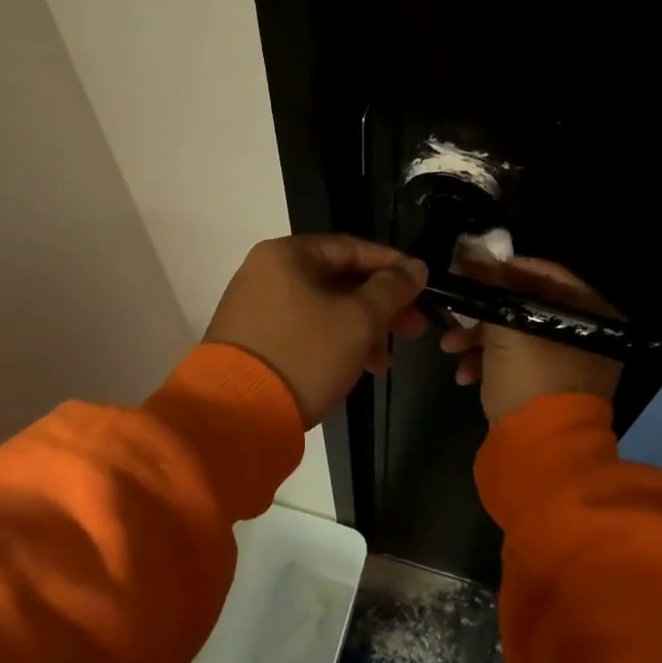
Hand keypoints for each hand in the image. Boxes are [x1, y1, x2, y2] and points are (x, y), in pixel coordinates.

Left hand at [205, 235, 427, 426]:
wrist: (237, 414)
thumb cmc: (305, 355)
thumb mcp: (358, 320)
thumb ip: (391, 289)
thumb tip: (416, 268)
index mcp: (288, 255)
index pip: (353, 248)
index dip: (393, 266)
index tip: (424, 286)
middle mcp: (267, 273)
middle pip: (339, 280)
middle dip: (381, 305)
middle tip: (416, 327)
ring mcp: (258, 309)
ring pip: (325, 309)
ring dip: (363, 329)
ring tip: (389, 358)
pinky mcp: (256, 342)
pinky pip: (306, 331)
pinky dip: (336, 344)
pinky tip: (362, 367)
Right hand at [439, 253, 623, 422]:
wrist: (539, 453)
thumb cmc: (531, 378)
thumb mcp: (507, 326)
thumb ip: (489, 284)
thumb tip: (469, 249)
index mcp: (593, 315)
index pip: (546, 274)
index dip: (503, 269)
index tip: (470, 271)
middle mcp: (588, 337)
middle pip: (527, 307)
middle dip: (484, 312)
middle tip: (454, 311)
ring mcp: (569, 367)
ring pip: (517, 338)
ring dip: (479, 340)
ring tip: (449, 348)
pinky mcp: (548, 392)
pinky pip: (517, 366)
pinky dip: (490, 365)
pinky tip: (463, 375)